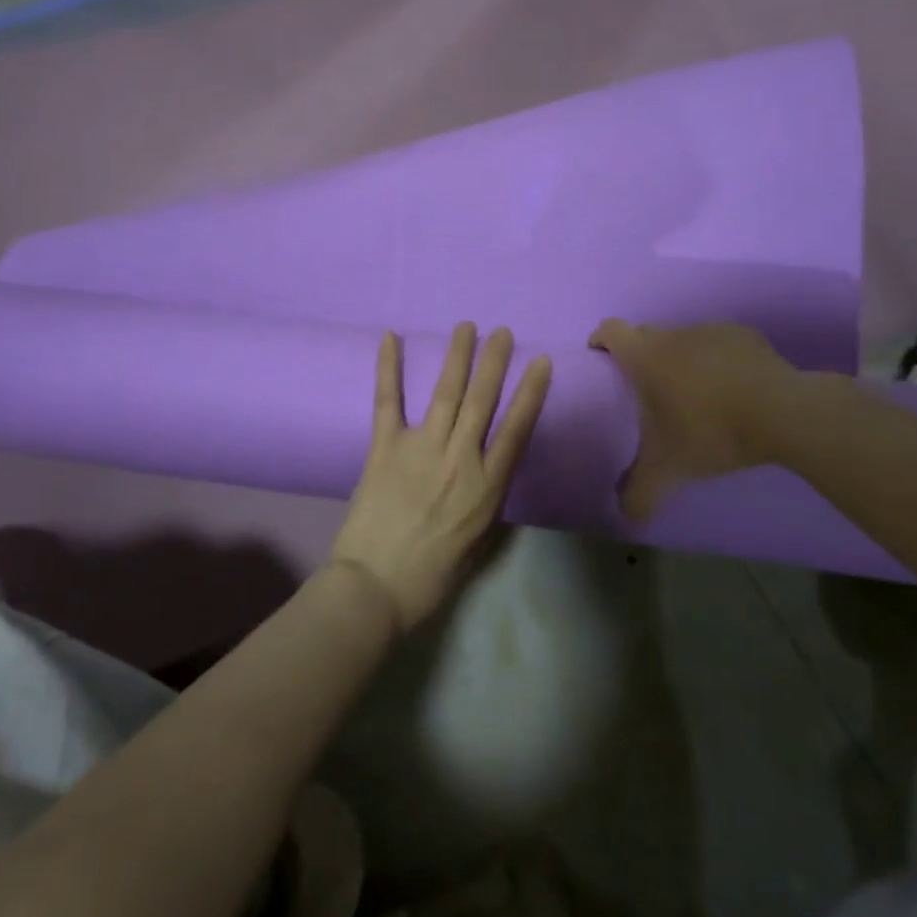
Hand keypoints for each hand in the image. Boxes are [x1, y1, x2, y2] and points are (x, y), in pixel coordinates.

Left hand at [331, 323, 551, 630]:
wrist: (375, 588)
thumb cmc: (431, 575)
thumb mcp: (477, 542)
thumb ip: (485, 502)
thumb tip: (488, 474)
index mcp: (486, 487)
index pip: (516, 428)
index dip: (531, 392)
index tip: (541, 362)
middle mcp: (459, 458)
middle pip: (482, 401)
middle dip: (495, 363)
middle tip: (503, 332)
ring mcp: (421, 448)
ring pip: (446, 393)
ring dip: (457, 357)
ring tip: (467, 328)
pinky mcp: (385, 447)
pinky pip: (388, 401)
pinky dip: (388, 368)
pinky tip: (391, 337)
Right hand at [588, 319, 821, 520]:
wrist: (782, 413)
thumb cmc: (711, 432)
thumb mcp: (669, 471)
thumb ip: (639, 493)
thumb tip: (625, 514)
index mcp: (645, 357)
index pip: (610, 330)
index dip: (601, 340)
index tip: (601, 357)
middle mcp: (674, 335)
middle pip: (645, 334)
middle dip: (641, 354)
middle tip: (647, 388)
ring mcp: (711, 330)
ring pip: (684, 338)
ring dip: (681, 358)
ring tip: (694, 393)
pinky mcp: (745, 335)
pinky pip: (719, 344)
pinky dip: (717, 360)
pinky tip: (731, 388)